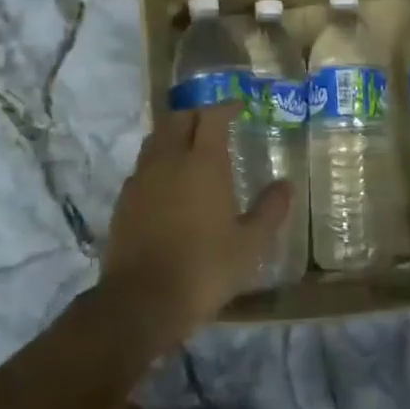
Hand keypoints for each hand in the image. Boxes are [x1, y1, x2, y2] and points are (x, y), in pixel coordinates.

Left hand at [100, 102, 291, 342]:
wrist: (143, 301)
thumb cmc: (205, 268)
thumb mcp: (251, 244)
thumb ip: (270, 209)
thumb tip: (286, 184)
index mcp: (202, 163)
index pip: (211, 117)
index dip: (225, 107)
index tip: (239, 107)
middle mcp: (168, 161)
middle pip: (178, 119)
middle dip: (197, 115)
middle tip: (215, 124)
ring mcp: (141, 179)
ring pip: (155, 139)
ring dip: (174, 134)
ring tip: (190, 148)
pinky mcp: (124, 200)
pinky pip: (142, 166)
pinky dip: (158, 161)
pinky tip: (168, 183)